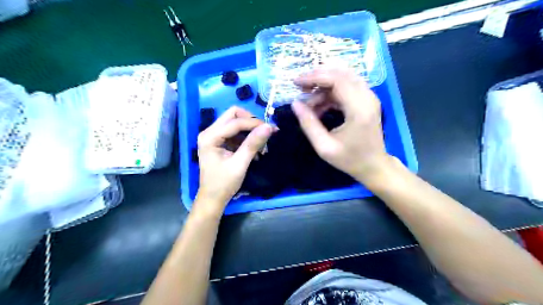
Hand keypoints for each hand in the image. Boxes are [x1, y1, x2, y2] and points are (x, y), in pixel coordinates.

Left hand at [195, 106, 273, 210]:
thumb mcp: (240, 164)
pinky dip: (246, 138)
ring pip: (235, 122)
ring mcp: (213, 136)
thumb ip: (253, 144)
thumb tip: (269, 127)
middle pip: (233, 115)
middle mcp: (209, 132)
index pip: (235, 122)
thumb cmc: (224, 184)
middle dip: (251, 122)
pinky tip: (255, 150)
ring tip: (262, 145)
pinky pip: (235, 132)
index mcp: (210, 137)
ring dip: (250, 130)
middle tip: (265, 132)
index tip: (272, 129)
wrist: (213, 199)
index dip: (254, 123)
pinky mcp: (219, 142)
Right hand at [293, 69, 390, 183]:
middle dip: (317, 77)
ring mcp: (369, 97)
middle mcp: (368, 97)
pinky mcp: (367, 100)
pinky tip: (320, 106)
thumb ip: (308, 124)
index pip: (337, 79)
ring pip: (343, 78)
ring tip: (308, 102)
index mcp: (359, 109)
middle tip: (300, 88)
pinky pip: (346, 87)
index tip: (296, 83)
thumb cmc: (350, 159)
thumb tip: (295, 103)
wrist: (374, 166)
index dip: (314, 77)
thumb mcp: (324, 146)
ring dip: (323, 85)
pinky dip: (330, 92)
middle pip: (341, 74)